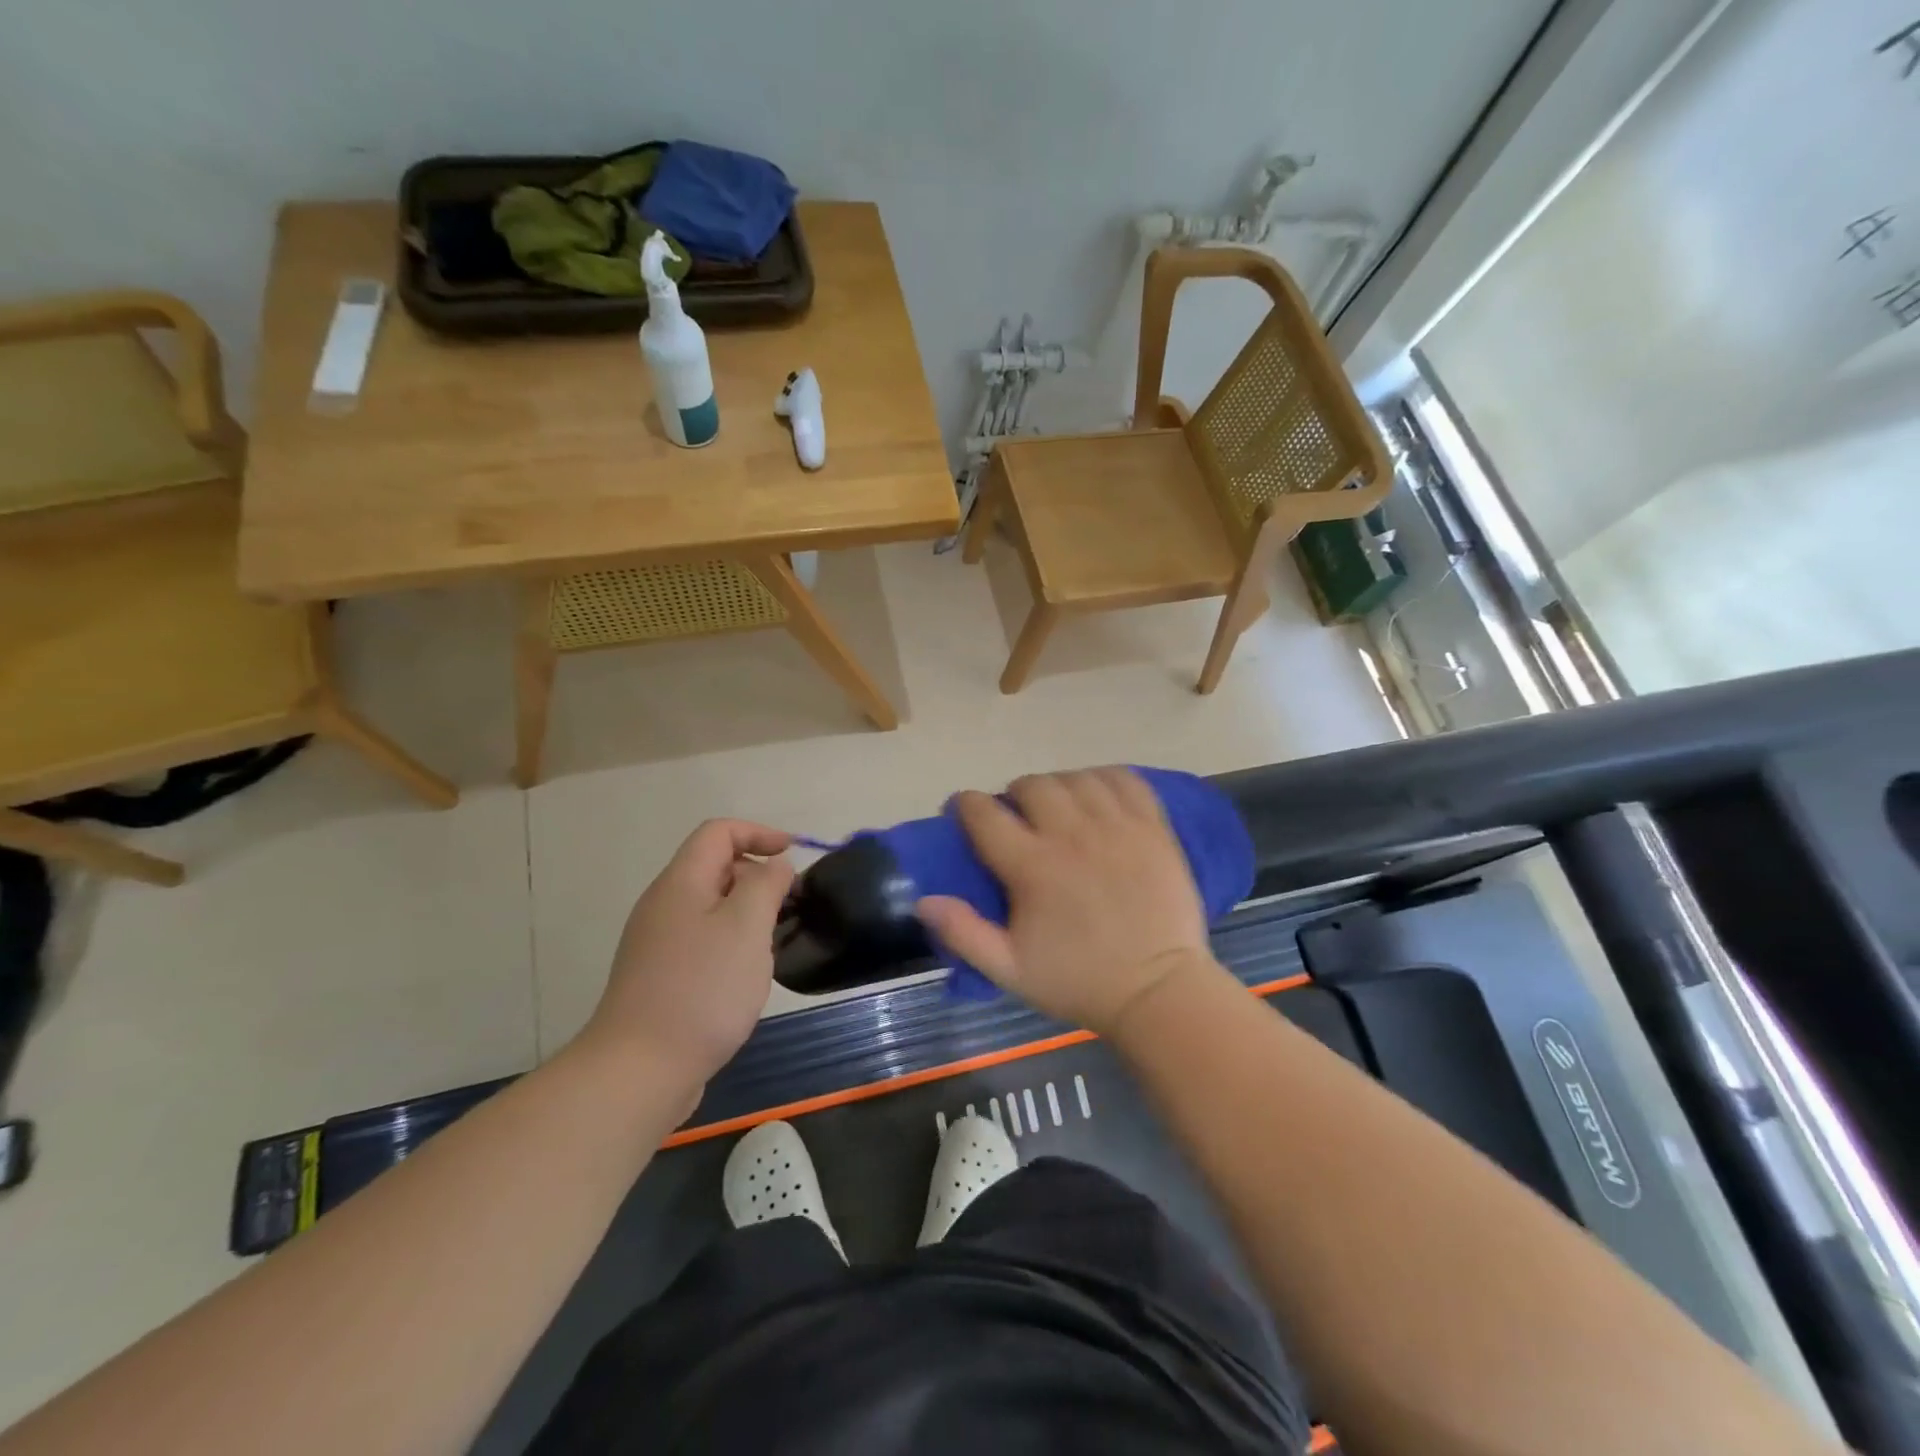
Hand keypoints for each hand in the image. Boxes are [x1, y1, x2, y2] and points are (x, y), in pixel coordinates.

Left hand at [582, 820, 794, 1089]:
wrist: (640, 1070)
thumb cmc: (702, 989)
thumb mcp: (747, 926)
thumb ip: (766, 884)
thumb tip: (774, 867)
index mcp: (681, 883)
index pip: (718, 832)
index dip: (759, 833)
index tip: (793, 855)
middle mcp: (664, 905)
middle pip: (715, 867)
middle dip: (758, 875)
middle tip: (791, 905)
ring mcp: (658, 943)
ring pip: (712, 907)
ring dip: (749, 912)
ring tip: (776, 941)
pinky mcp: (661, 977)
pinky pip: (704, 939)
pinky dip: (733, 941)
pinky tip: (749, 975)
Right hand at [916, 768, 1219, 1036]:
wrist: (1158, 991)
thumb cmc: (1079, 981)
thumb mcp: (1009, 969)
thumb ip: (963, 933)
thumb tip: (924, 899)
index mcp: (1032, 866)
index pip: (984, 813)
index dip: (965, 804)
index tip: (962, 811)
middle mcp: (1072, 834)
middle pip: (1032, 785)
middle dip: (1015, 795)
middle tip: (1018, 817)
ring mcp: (1117, 826)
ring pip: (1076, 778)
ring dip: (1058, 787)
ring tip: (1059, 808)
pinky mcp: (1152, 827)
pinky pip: (1124, 780)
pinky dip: (1104, 779)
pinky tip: (1098, 797)